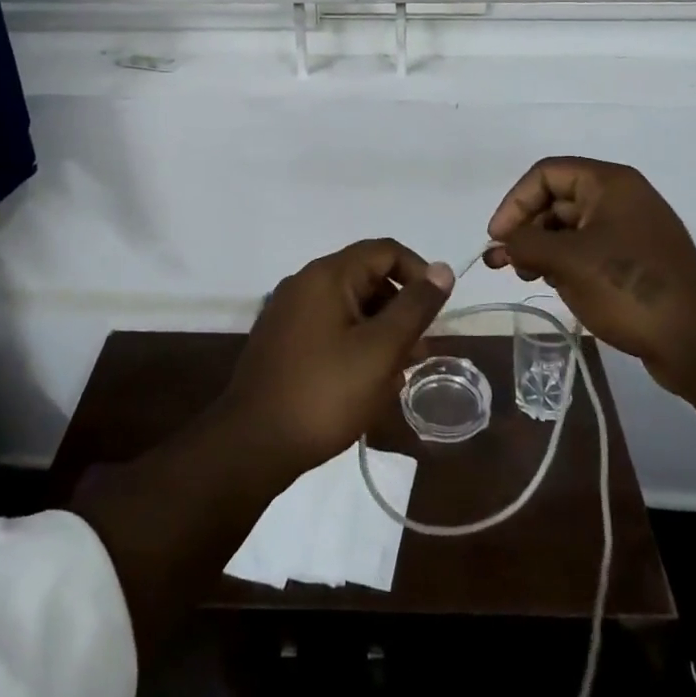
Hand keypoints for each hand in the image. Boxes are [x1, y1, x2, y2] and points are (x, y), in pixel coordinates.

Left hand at [218, 239, 454, 473]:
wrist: (252, 445)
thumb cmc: (324, 393)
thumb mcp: (381, 350)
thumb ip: (415, 307)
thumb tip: (443, 269)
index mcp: (327, 275)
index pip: (385, 251)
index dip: (419, 273)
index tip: (437, 312)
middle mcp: (304, 283)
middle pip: (367, 278)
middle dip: (400, 309)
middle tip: (421, 351)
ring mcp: (288, 312)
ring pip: (349, 307)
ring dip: (380, 332)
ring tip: (398, 374)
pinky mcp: (281, 341)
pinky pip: (329, 328)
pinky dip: (354, 344)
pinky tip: (366, 382)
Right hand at [485, 157, 695, 394]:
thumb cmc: (628, 286)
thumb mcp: (566, 261)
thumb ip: (525, 243)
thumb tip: (504, 243)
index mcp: (609, 183)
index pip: (546, 174)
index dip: (515, 201)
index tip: (498, 237)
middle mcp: (621, 198)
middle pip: (557, 199)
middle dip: (526, 228)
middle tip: (504, 262)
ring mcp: (630, 230)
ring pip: (570, 227)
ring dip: (542, 248)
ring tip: (527, 276)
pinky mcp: (635, 261)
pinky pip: (588, 249)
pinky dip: (564, 262)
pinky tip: (554, 284)